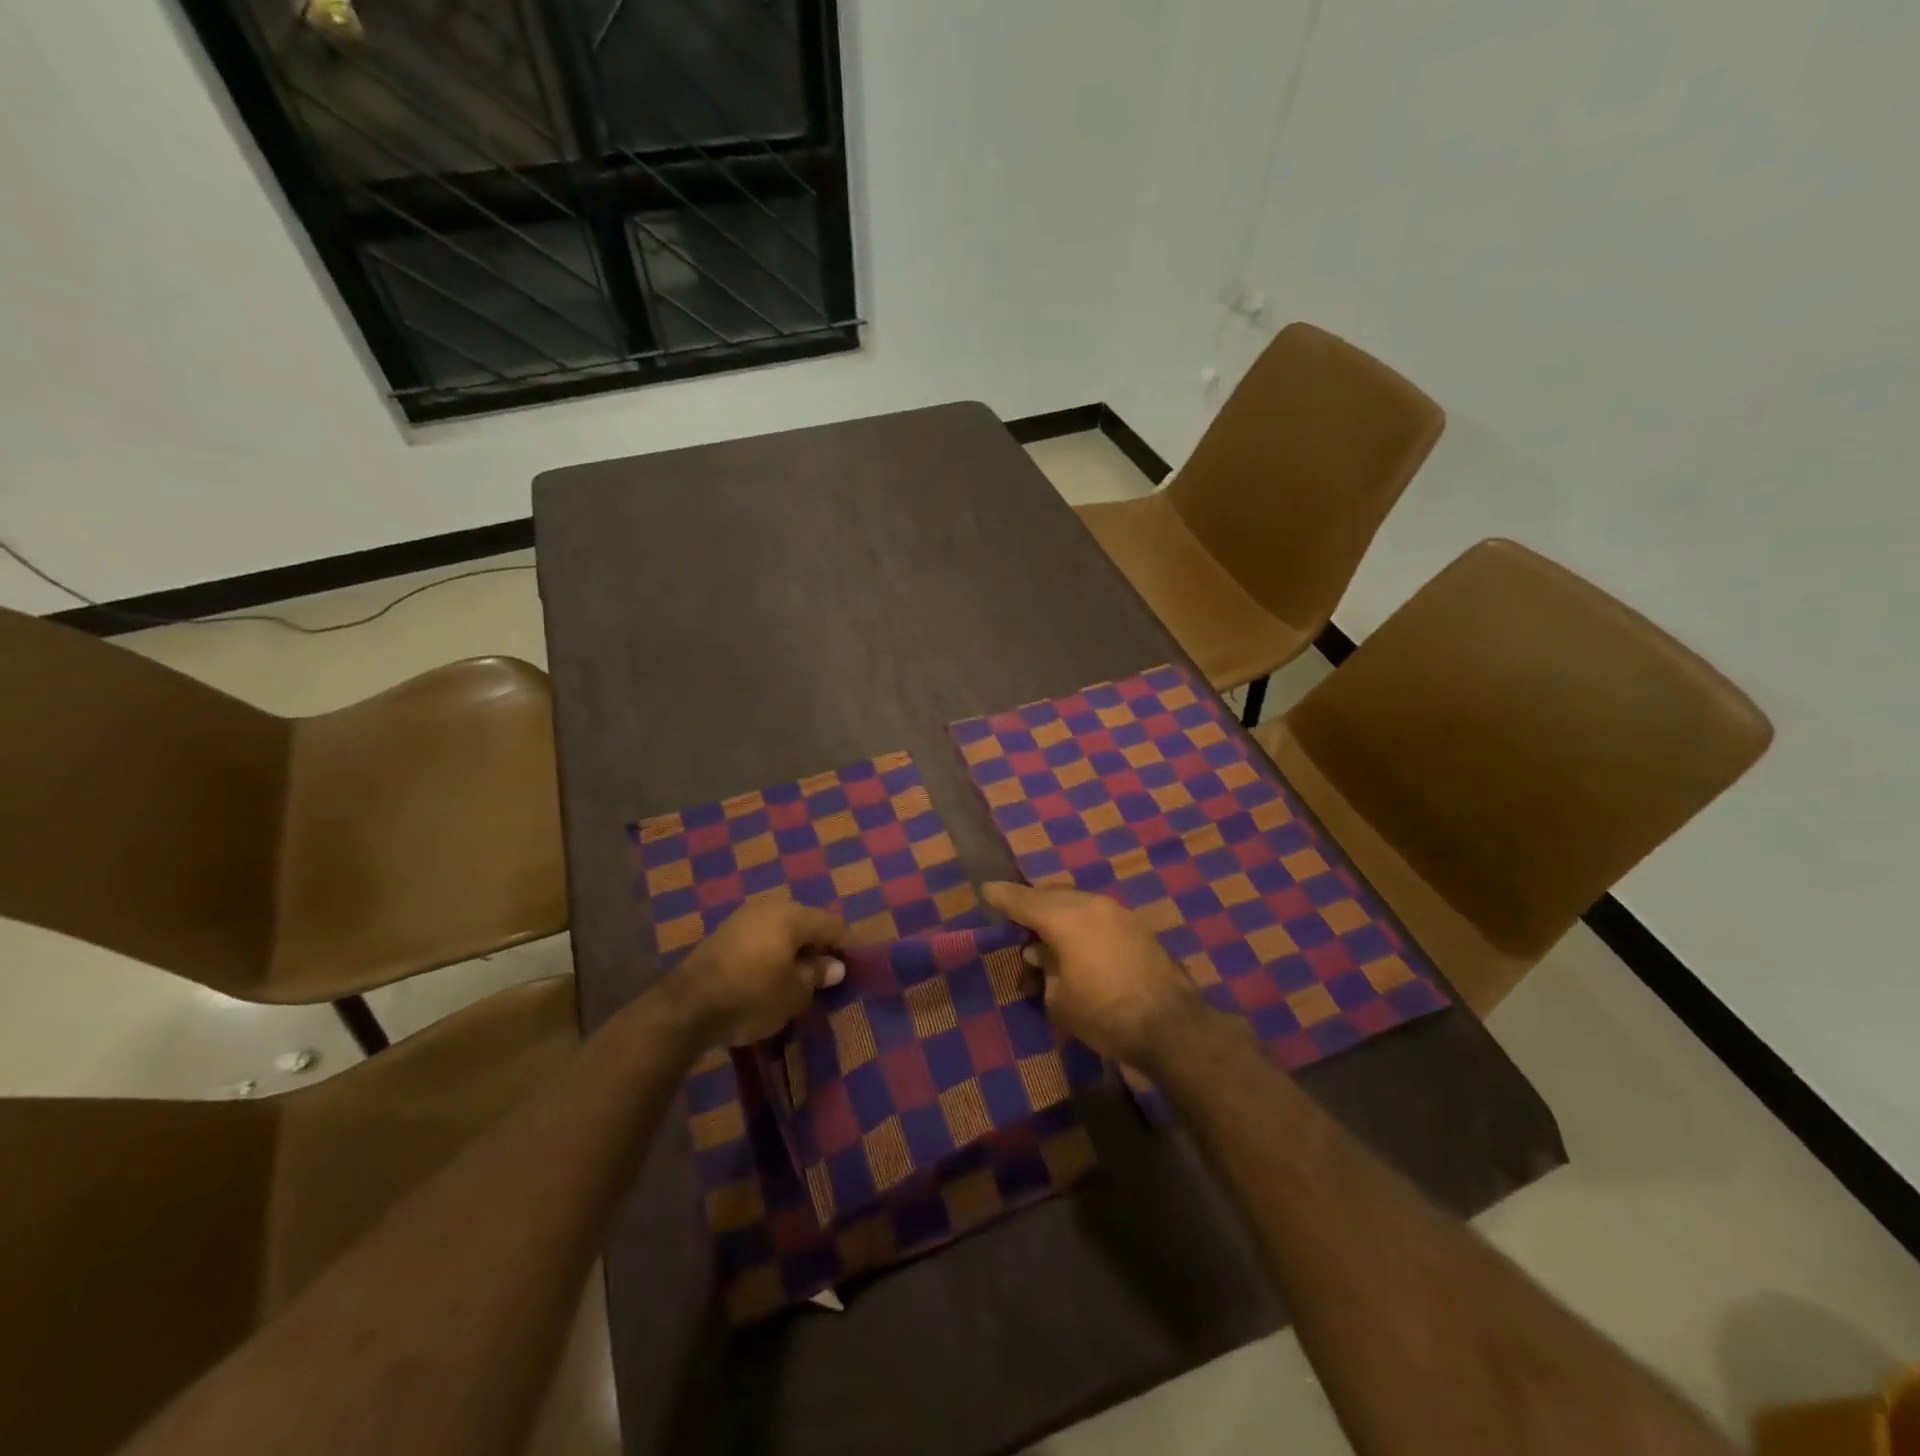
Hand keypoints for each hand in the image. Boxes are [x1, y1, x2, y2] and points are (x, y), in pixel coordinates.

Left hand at [667, 897, 846, 1045]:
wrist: (686, 1007)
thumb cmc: (751, 995)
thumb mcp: (794, 993)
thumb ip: (817, 976)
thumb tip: (833, 966)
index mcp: (792, 915)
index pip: (832, 924)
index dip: (848, 944)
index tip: (858, 964)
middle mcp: (769, 907)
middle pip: (805, 923)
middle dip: (819, 946)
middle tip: (829, 972)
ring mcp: (742, 918)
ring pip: (780, 930)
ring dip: (793, 950)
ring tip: (801, 976)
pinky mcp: (722, 935)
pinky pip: (760, 939)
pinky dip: (771, 953)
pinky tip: (771, 975)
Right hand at [983, 881, 1202, 1064]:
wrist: (1172, 1027)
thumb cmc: (1105, 1015)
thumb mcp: (1060, 999)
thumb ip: (1045, 968)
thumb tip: (1041, 952)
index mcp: (1065, 918)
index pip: (1024, 901)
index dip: (1003, 897)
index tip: (987, 890)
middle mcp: (1091, 905)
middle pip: (1052, 896)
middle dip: (1032, 905)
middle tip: (1017, 922)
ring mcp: (1118, 912)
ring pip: (1077, 902)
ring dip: (1058, 913)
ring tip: (1047, 936)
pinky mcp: (1136, 926)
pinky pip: (1097, 914)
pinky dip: (1080, 922)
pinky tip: (1078, 943)